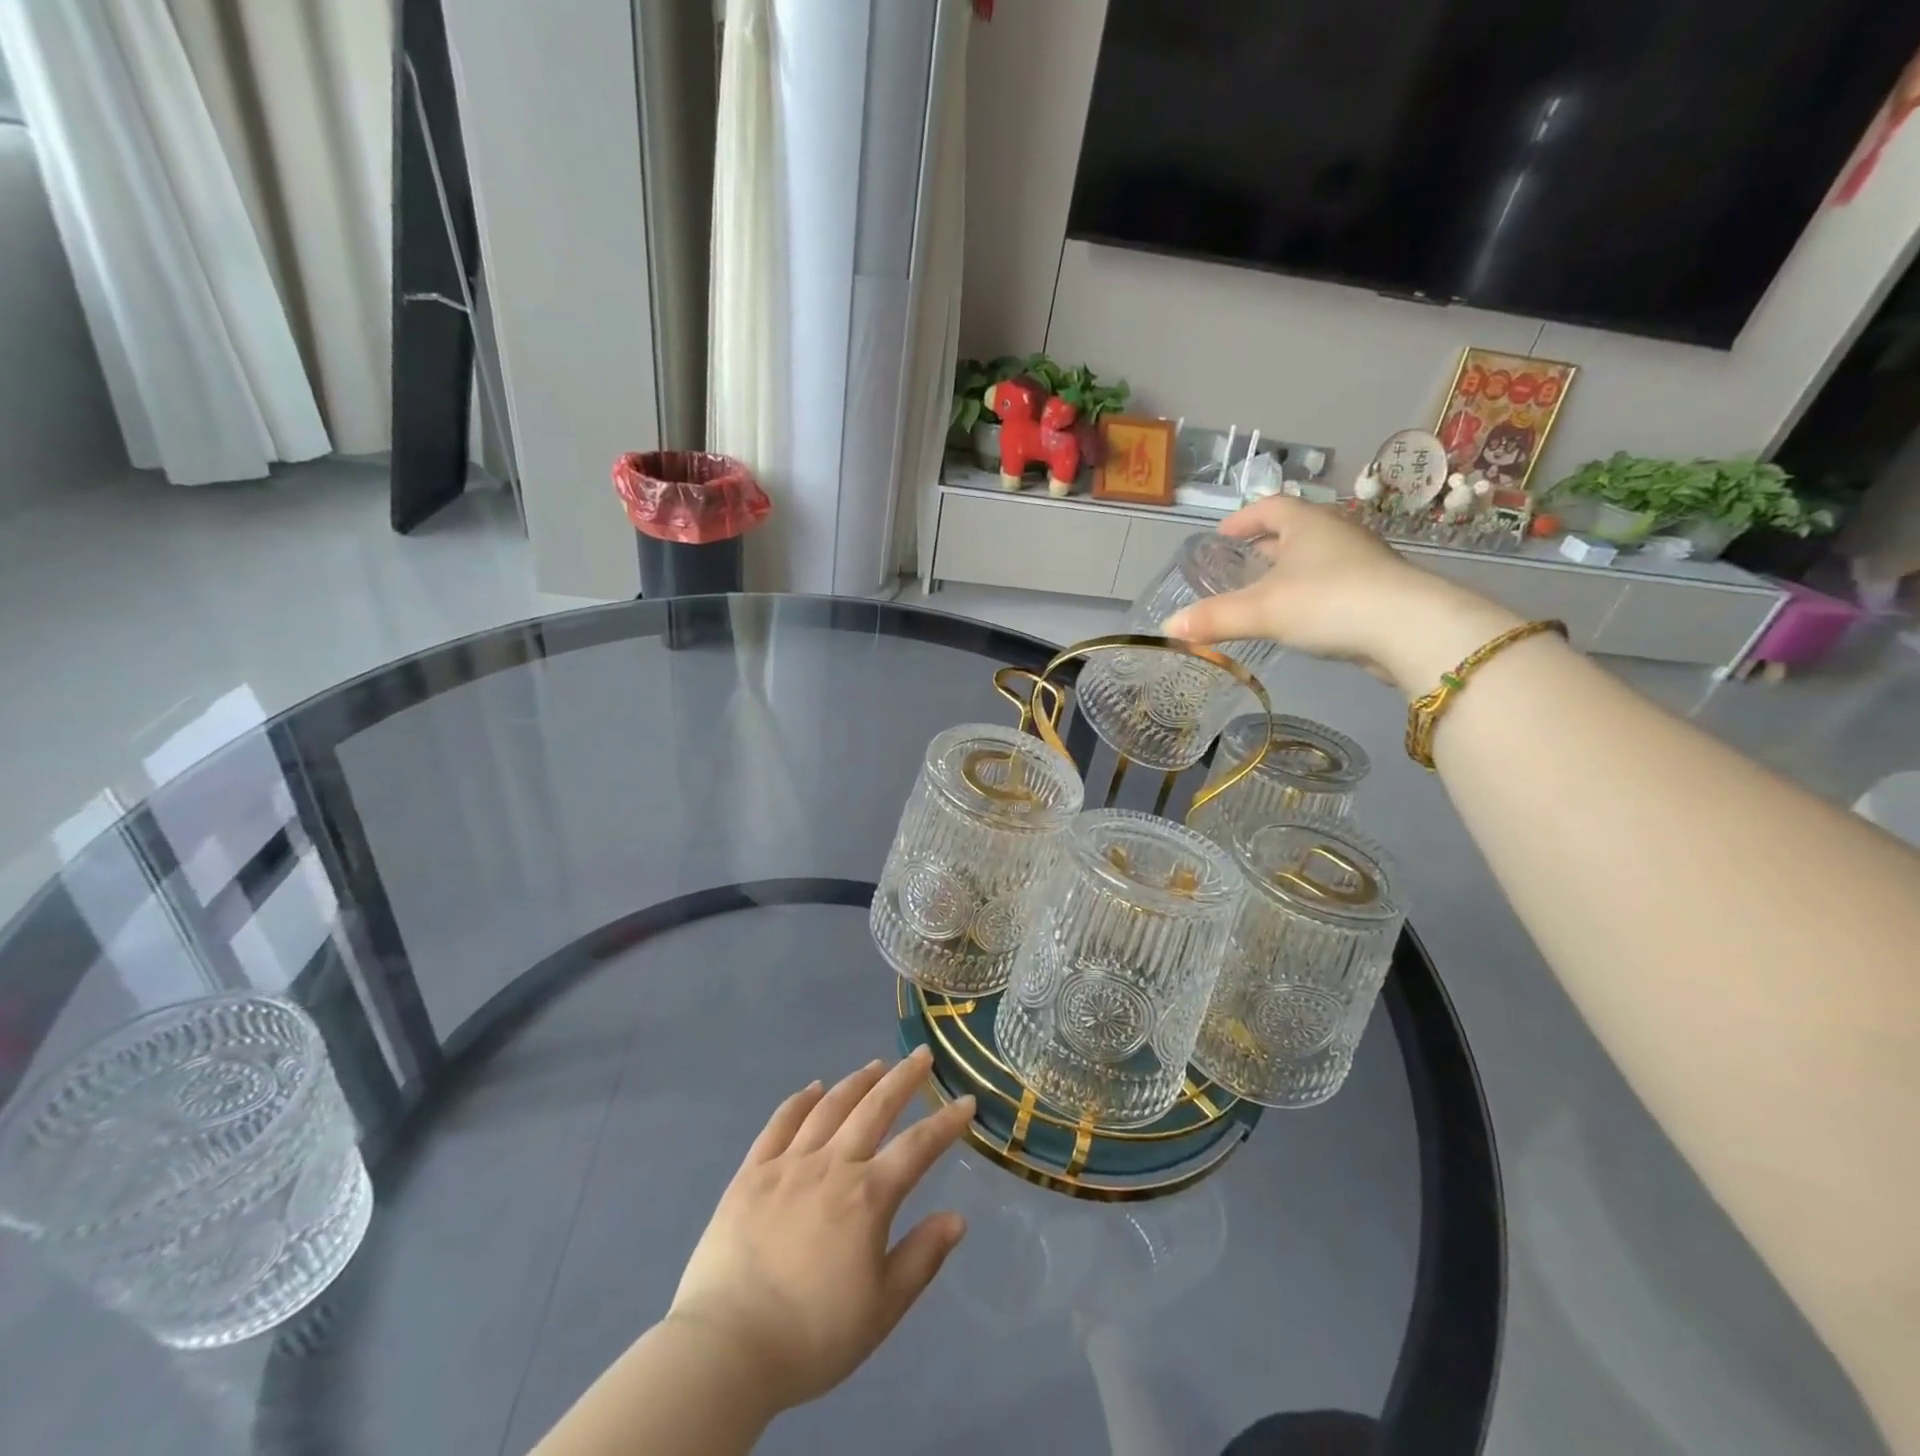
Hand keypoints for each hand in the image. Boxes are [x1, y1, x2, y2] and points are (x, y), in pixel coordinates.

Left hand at [664, 1048, 974, 1415]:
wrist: (726, 1348)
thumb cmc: (812, 1336)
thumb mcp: (881, 1309)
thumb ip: (922, 1258)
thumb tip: (957, 1218)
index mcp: (867, 1196)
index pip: (917, 1147)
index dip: (945, 1122)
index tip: (966, 1101)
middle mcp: (832, 1165)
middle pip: (875, 1108)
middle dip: (904, 1079)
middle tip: (922, 1055)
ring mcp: (788, 1163)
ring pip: (831, 1107)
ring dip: (858, 1081)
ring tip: (877, 1065)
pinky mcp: (752, 1172)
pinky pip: (780, 1123)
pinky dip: (801, 1100)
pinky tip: (815, 1089)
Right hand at [1160, 496, 1519, 693]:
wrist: (1409, 628)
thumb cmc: (1328, 601)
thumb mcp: (1261, 611)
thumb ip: (1214, 618)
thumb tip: (1168, 629)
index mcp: (1307, 524)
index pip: (1270, 507)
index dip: (1243, 519)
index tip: (1223, 535)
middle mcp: (1336, 533)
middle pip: (1295, 530)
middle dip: (1266, 545)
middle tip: (1240, 564)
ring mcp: (1362, 561)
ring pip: (1317, 557)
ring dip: (1290, 570)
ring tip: (1266, 592)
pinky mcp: (1378, 590)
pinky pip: (1334, 583)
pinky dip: (1311, 592)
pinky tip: (1301, 617)